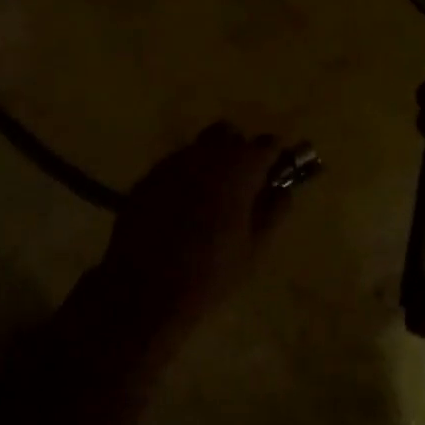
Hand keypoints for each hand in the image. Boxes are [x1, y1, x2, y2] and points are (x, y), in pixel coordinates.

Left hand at [98, 124, 289, 332]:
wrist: (143, 290)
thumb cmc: (209, 273)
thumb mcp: (253, 249)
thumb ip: (273, 212)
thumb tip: (282, 190)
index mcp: (237, 170)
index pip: (266, 144)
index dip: (274, 157)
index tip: (276, 174)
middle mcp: (204, 156)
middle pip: (228, 134)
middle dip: (240, 151)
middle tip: (244, 185)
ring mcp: (171, 164)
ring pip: (199, 148)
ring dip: (211, 163)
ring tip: (211, 200)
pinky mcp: (147, 179)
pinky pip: (174, 167)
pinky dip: (185, 178)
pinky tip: (182, 210)